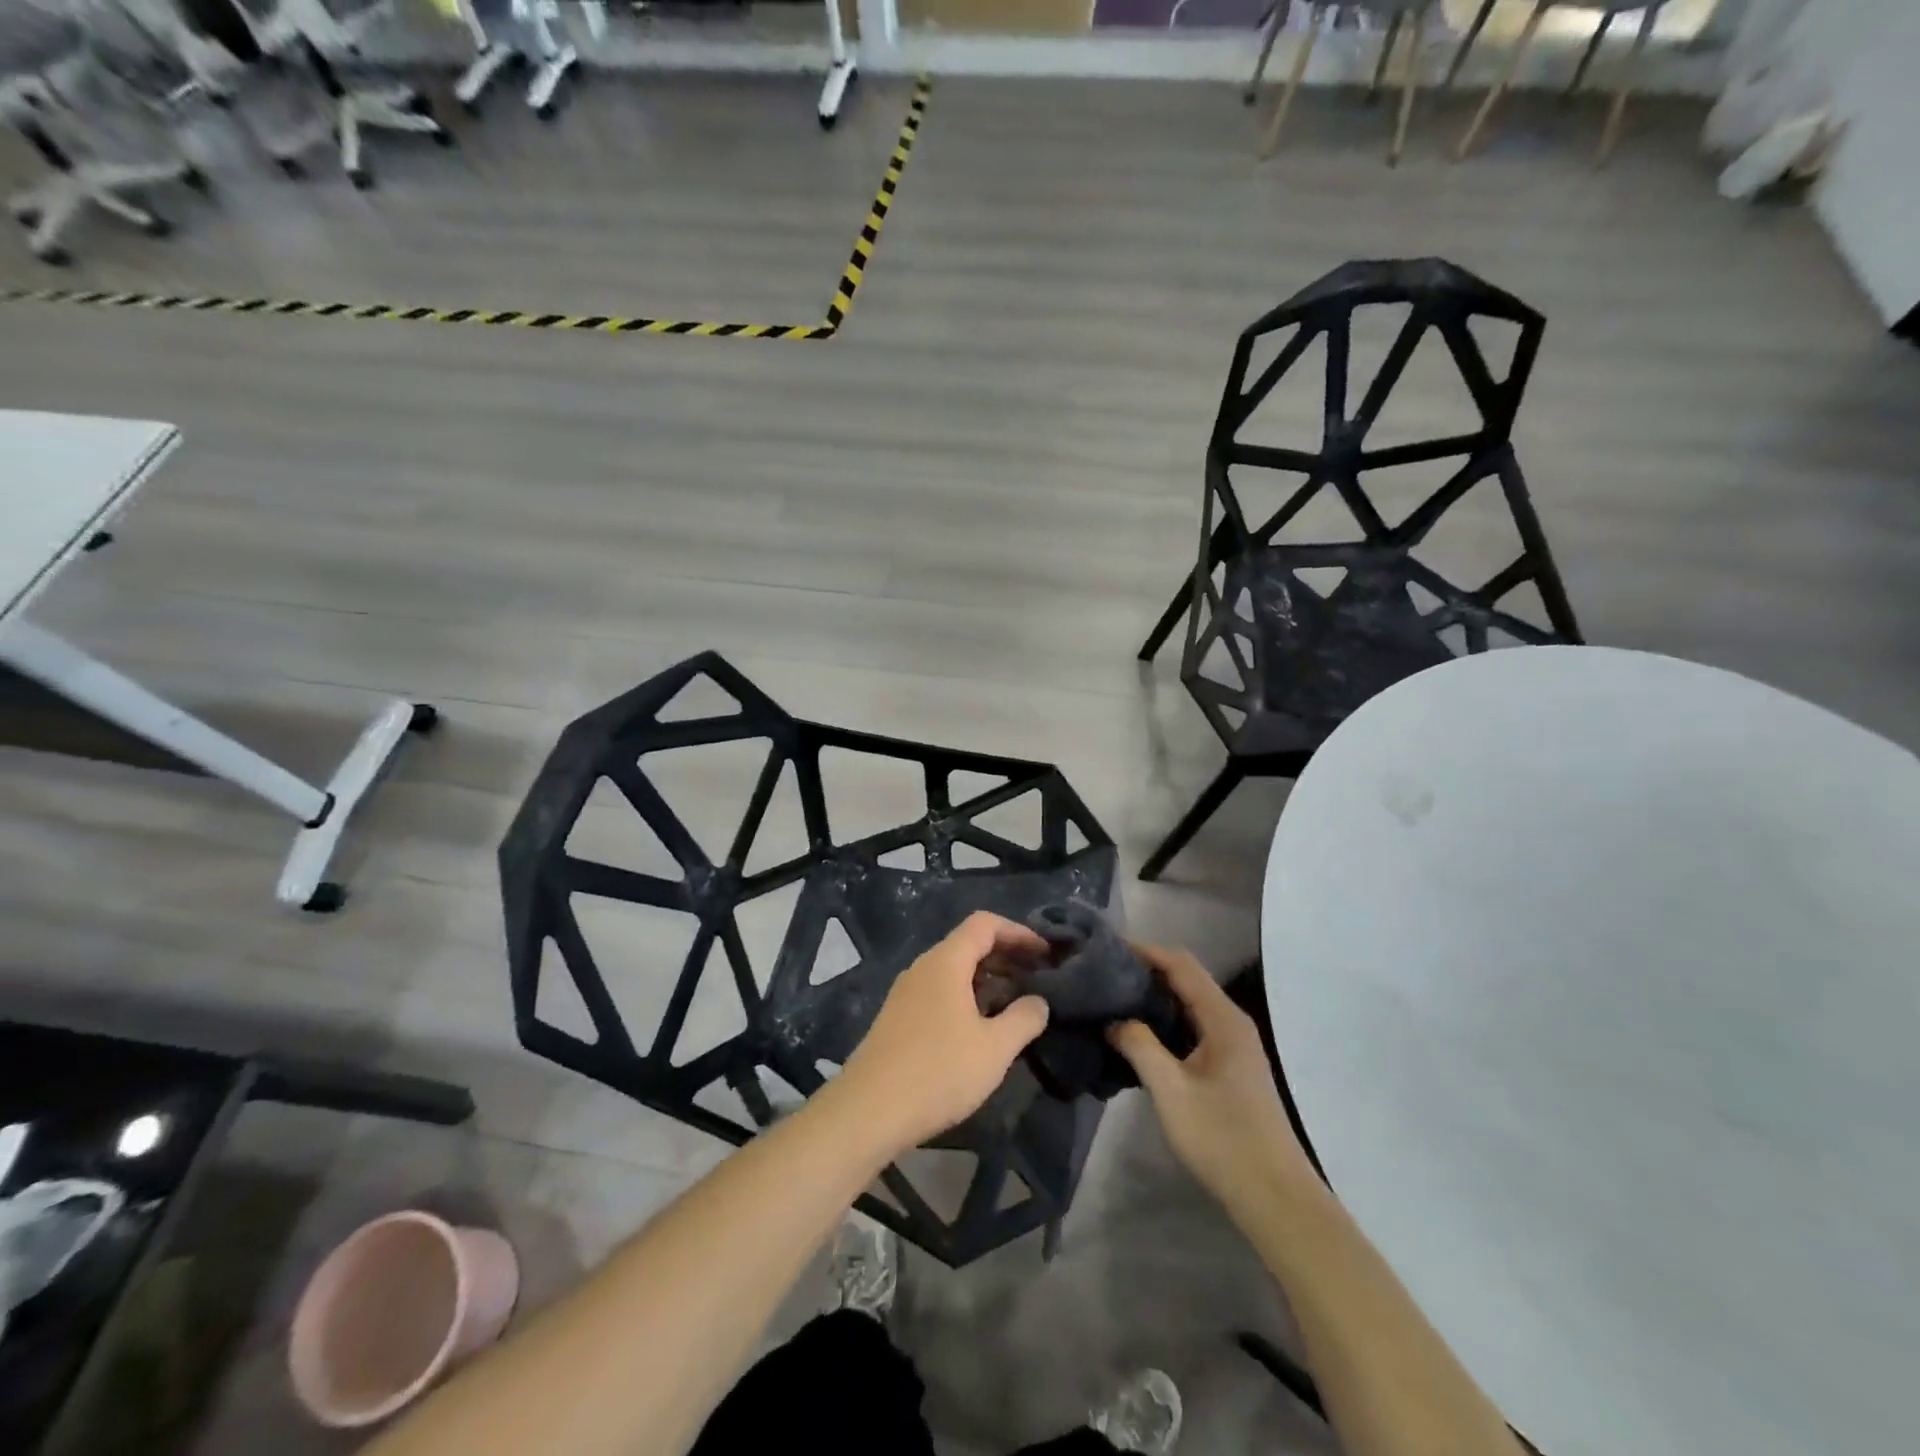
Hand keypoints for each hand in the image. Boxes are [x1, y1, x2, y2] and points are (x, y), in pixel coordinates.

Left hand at [835, 912, 1050, 1152]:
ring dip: (987, 978)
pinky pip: (939, 991)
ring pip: (953, 969)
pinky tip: (980, 1026)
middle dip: (1006, 955)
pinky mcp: (898, 1017)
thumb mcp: (994, 1048)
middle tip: (1037, 977)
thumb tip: (1039, 1001)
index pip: (985, 924)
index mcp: (945, 962)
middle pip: (968, 943)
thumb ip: (1024, 1018)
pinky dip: (967, 995)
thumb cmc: (937, 1072)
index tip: (1045, 954)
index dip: (1018, 932)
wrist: (868, 1111)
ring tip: (1015, 1002)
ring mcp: (906, 992)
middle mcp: (923, 967)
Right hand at [1109, 945, 1315, 1214]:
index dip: (1146, 951)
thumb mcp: (1170, 1090)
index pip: (1181, 965)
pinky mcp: (1231, 1069)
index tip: (1107, 948)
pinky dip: (1166, 1022)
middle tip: (1104, 975)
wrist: (1275, 1198)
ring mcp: (1235, 1047)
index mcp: (1223, 1019)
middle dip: (1147, 972)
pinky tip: (1141, 1037)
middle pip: (1187, 981)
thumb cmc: (1222, 1138)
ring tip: (1114, 1000)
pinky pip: (1194, 1028)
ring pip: (1190, 1006)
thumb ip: (1139, 1045)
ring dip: (1155, 998)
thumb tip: (1114, 1019)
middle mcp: (1232, 1023)